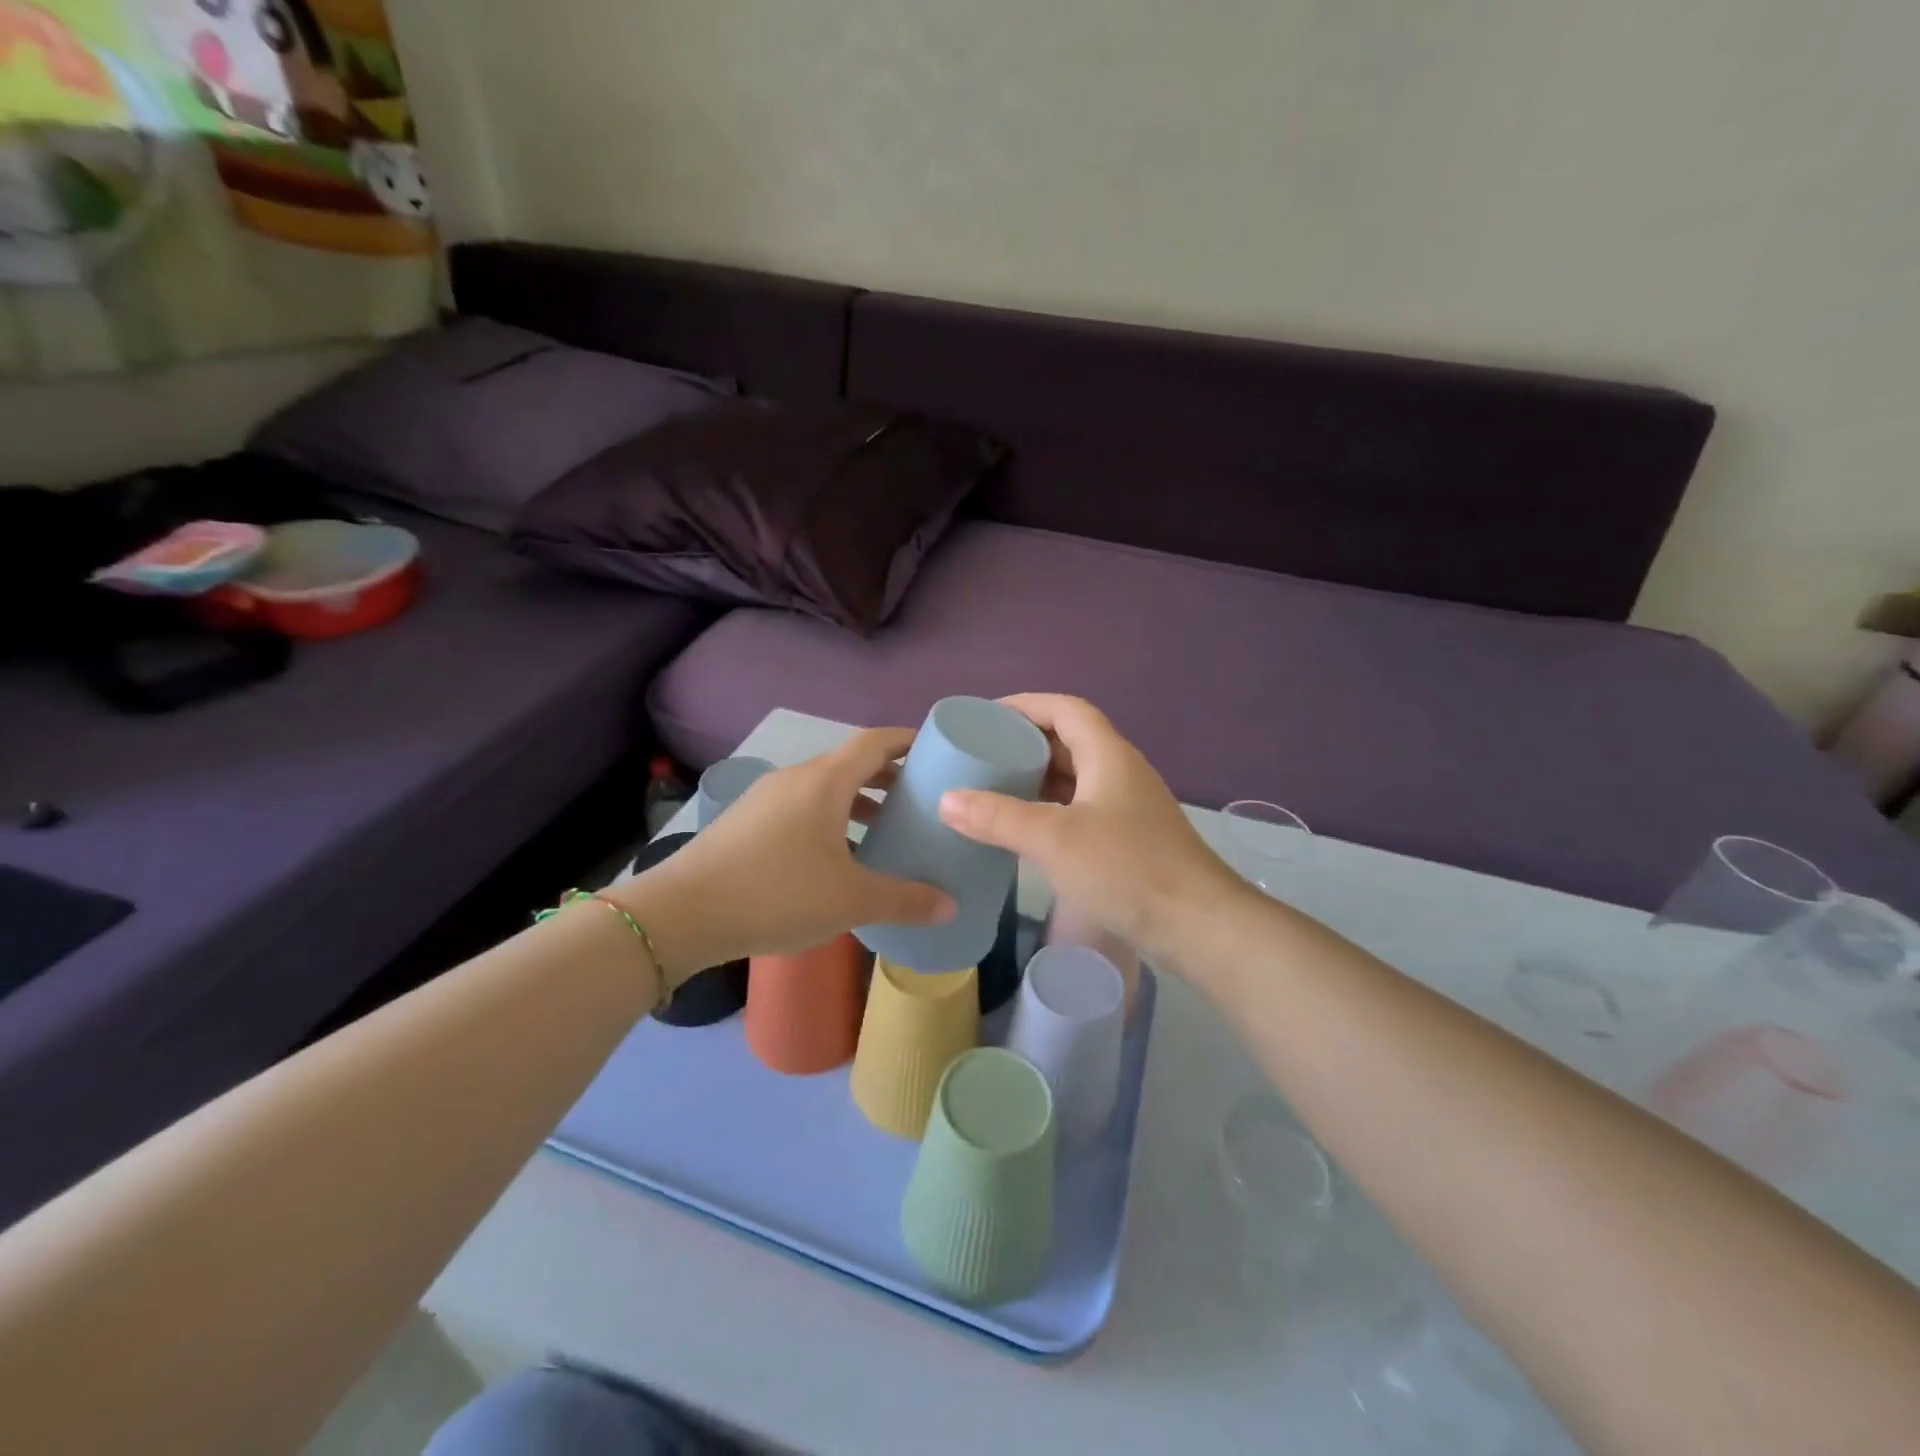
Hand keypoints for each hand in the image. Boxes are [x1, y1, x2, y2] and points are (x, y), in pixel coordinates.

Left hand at [614, 729, 955, 981]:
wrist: (682, 913)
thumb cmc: (777, 894)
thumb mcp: (851, 900)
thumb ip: (905, 900)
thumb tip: (950, 906)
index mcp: (825, 782)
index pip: (875, 742)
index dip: (907, 741)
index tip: (934, 751)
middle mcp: (795, 778)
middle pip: (849, 763)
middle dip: (886, 776)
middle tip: (918, 797)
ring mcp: (765, 798)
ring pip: (823, 787)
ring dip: (856, 801)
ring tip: (882, 828)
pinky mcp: (745, 821)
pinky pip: (800, 806)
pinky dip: (828, 817)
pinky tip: (833, 856)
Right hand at [937, 694, 1243, 962]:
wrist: (1199, 927)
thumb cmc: (1128, 869)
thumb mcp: (1055, 840)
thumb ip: (999, 818)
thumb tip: (947, 799)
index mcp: (1109, 755)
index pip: (1065, 709)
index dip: (1026, 705)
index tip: (986, 717)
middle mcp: (1121, 772)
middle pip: (1070, 741)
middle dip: (1025, 742)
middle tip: (981, 755)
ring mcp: (1128, 808)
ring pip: (1076, 778)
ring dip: (1037, 778)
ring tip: (994, 788)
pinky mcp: (1130, 840)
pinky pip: (1081, 809)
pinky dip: (1050, 809)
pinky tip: (1026, 831)